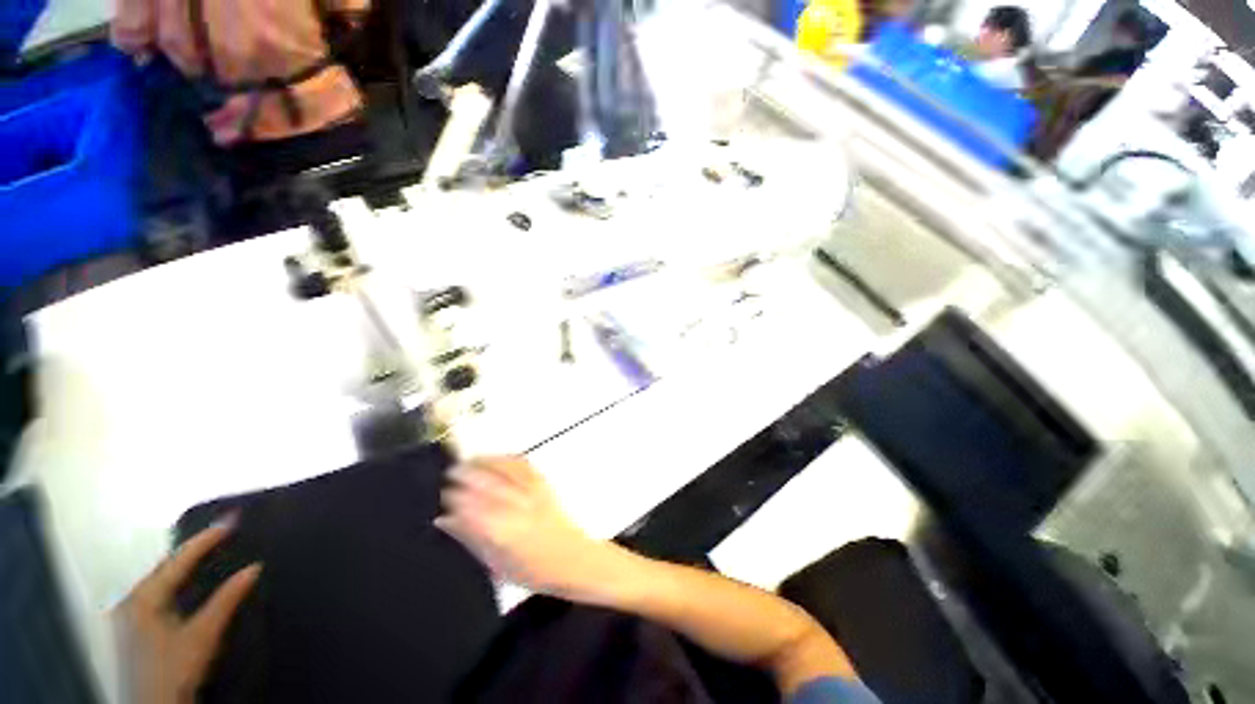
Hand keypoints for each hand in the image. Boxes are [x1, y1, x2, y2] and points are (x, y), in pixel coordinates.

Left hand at [114, 520, 261, 703]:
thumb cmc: (175, 669)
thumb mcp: (203, 636)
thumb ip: (227, 600)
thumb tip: (254, 568)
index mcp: (144, 596)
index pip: (179, 559)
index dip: (206, 538)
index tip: (232, 520)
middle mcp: (131, 599)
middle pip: (164, 565)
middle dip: (192, 549)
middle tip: (222, 532)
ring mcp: (127, 614)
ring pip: (158, 578)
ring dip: (183, 564)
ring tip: (207, 551)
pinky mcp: (130, 627)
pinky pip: (154, 592)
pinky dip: (174, 581)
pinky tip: (185, 583)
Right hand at [436, 456, 607, 596]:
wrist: (574, 559)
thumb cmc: (536, 570)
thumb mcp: (496, 565)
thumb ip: (470, 539)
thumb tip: (445, 521)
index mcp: (507, 535)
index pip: (476, 511)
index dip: (458, 500)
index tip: (444, 496)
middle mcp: (522, 510)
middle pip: (492, 486)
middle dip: (469, 476)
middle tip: (451, 473)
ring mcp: (536, 494)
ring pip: (508, 471)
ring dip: (487, 462)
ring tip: (469, 460)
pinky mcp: (546, 486)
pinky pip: (526, 466)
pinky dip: (508, 459)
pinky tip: (497, 457)